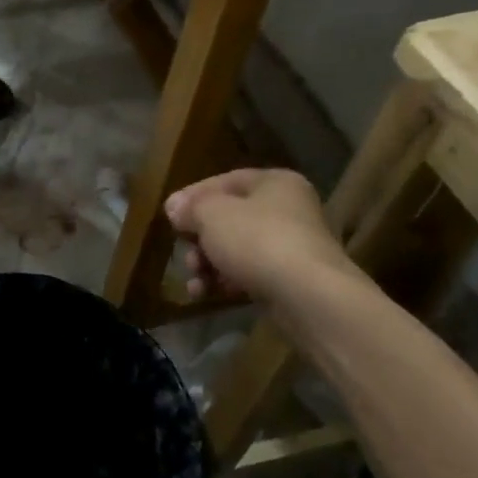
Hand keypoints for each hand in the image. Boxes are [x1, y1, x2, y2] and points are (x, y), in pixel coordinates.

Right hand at [165, 169, 362, 307]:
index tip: (170, 214)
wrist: (307, 296)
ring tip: (194, 276)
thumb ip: (190, 207)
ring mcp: (292, 247)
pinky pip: (249, 274)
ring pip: (237, 249)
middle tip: (182, 249)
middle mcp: (289, 210)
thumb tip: (175, 207)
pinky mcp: (291, 281)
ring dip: (208, 262)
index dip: (194, 196)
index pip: (226, 181)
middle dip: (200, 237)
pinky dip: (225, 281)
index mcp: (275, 183)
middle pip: (231, 218)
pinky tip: (204, 293)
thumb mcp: (212, 214)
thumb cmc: (257, 240)